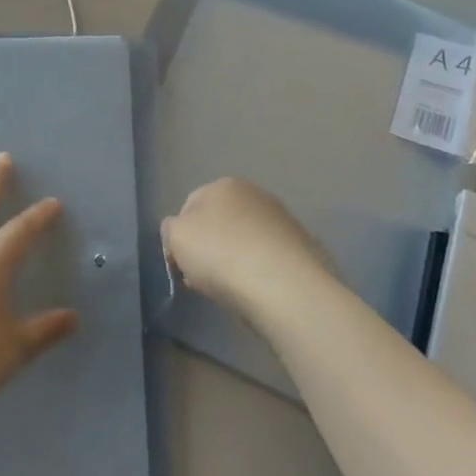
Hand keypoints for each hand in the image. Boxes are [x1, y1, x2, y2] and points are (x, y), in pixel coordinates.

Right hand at [161, 177, 332, 312]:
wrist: (285, 287)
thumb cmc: (221, 254)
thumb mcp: (176, 237)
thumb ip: (170, 228)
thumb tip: (180, 231)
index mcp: (224, 185)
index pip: (190, 206)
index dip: (180, 236)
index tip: (179, 264)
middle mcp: (256, 194)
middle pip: (221, 222)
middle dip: (210, 247)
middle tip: (202, 278)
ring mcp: (283, 220)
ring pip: (246, 240)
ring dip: (235, 259)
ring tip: (231, 289)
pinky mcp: (304, 248)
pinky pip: (269, 258)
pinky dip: (260, 271)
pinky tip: (257, 291)